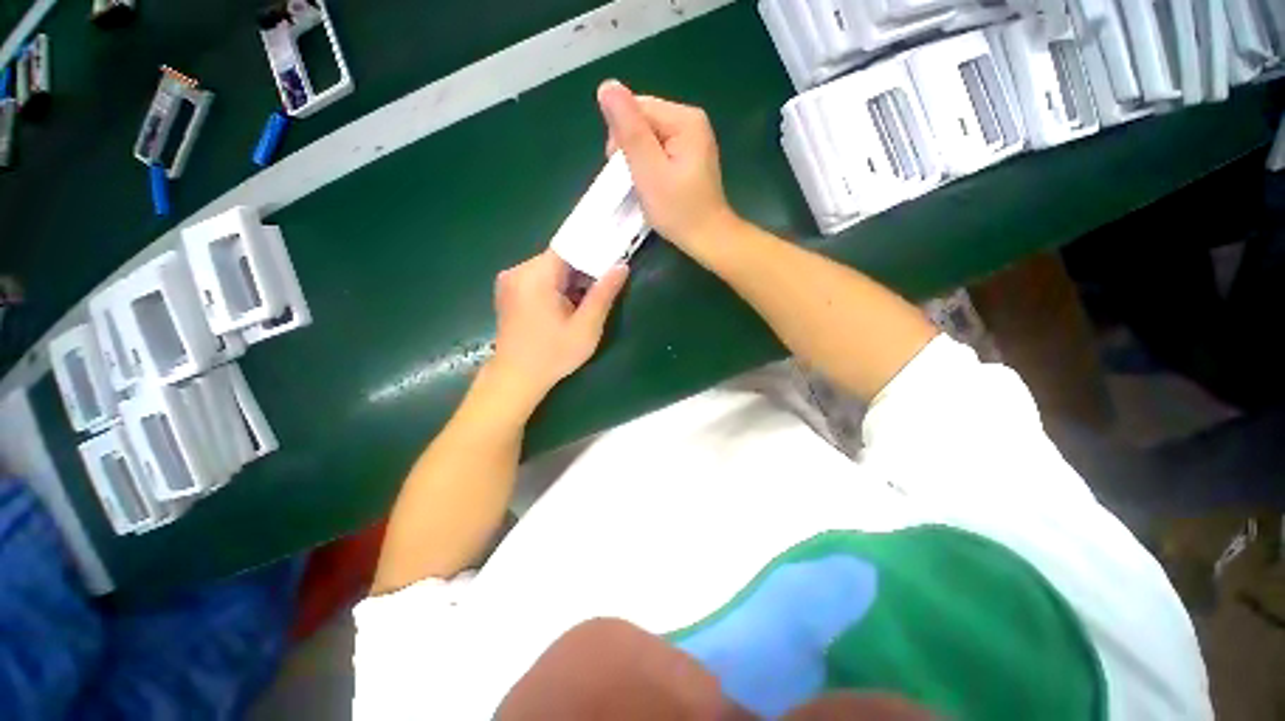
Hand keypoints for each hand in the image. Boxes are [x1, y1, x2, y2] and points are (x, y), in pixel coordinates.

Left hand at [487, 250, 628, 410]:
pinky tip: (566, 306)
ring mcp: (510, 280)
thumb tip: (621, 266)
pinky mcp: (509, 290)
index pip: (569, 248)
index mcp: (535, 276)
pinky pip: (539, 278)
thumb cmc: (553, 355)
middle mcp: (518, 271)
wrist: (516, 379)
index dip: (593, 252)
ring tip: (585, 302)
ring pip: (550, 268)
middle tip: (603, 289)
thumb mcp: (586, 328)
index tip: (613, 260)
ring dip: (571, 280)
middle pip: (559, 258)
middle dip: (583, 271)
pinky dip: (557, 286)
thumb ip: (603, 295)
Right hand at [597, 80, 736, 253]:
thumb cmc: (679, 210)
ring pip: (649, 137)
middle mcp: (691, 122)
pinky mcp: (690, 156)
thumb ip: (629, 130)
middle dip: (631, 149)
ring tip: (645, 186)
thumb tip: (607, 86)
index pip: (637, 108)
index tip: (624, 170)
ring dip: (639, 160)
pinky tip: (654, 185)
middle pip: (643, 120)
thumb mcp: (648, 171)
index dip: (622, 137)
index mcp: (684, 119)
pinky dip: (650, 166)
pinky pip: (659, 150)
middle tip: (636, 181)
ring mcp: (693, 139)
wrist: (707, 238)